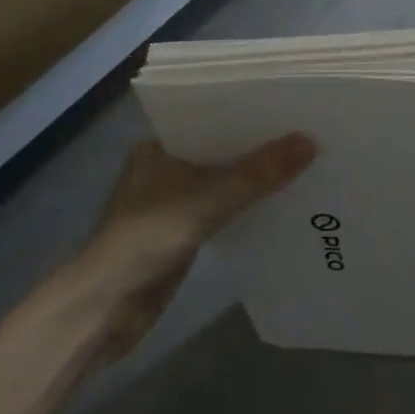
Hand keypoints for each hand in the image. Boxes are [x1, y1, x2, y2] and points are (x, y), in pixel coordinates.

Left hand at [55, 133, 315, 360]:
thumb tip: (310, 142)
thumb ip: (257, 174)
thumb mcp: (206, 201)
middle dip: (262, 142)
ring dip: (259, 174)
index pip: (212, 116)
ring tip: (309, 158)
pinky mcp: (186, 230)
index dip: (251, 109)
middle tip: (311, 128)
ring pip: (228, 177)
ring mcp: (176, 200)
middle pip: (224, 147)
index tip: (293, 102)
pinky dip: (252, 202)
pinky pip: (228, 206)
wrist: (103, 310)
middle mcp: (167, 167)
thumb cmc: (144, 241)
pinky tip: (286, 197)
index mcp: (160, 147)